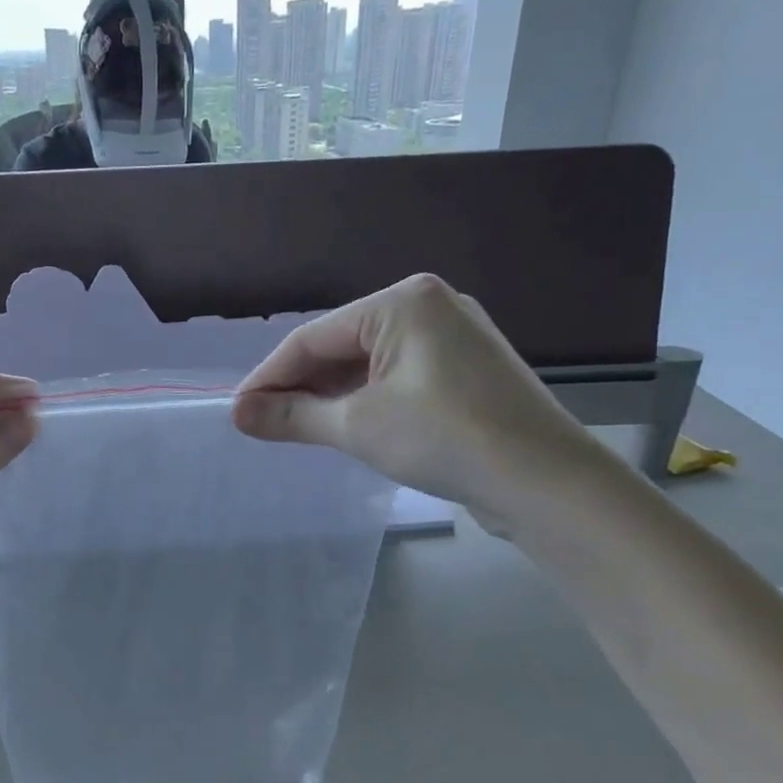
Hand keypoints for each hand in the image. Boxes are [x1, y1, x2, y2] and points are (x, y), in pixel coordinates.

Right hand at [232, 274, 598, 529]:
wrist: (545, 480)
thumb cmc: (444, 438)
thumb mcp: (356, 425)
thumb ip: (292, 415)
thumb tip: (237, 414)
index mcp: (402, 302)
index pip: (313, 336)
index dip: (268, 376)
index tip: (237, 411)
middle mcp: (429, 306)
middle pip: (341, 345)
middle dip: (300, 386)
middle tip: (262, 424)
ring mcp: (452, 338)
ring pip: (368, 363)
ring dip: (330, 396)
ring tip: (294, 429)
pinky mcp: (464, 371)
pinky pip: (396, 377)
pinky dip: (364, 400)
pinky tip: (342, 425)